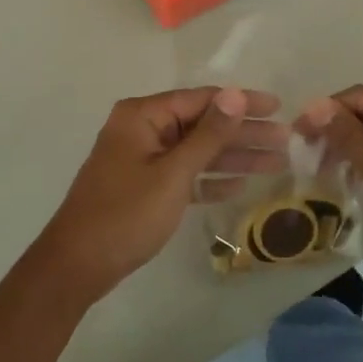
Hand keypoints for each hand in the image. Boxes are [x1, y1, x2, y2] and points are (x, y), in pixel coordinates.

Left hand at [36, 87, 285, 299]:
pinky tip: (239, 185)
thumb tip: (236, 94)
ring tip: (276, 163)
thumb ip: (208, 134)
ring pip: (196, 151)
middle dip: (243, 133)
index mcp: (143, 115)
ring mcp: (142, 157)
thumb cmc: (125, 215)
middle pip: (202, 124)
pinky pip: (183, 173)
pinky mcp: (143, 185)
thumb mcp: (173, 173)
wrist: (76, 267)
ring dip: (233, 157)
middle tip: (286, 140)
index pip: (202, 99)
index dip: (242, 103)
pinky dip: (208, 178)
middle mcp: (142, 128)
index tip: (278, 107)